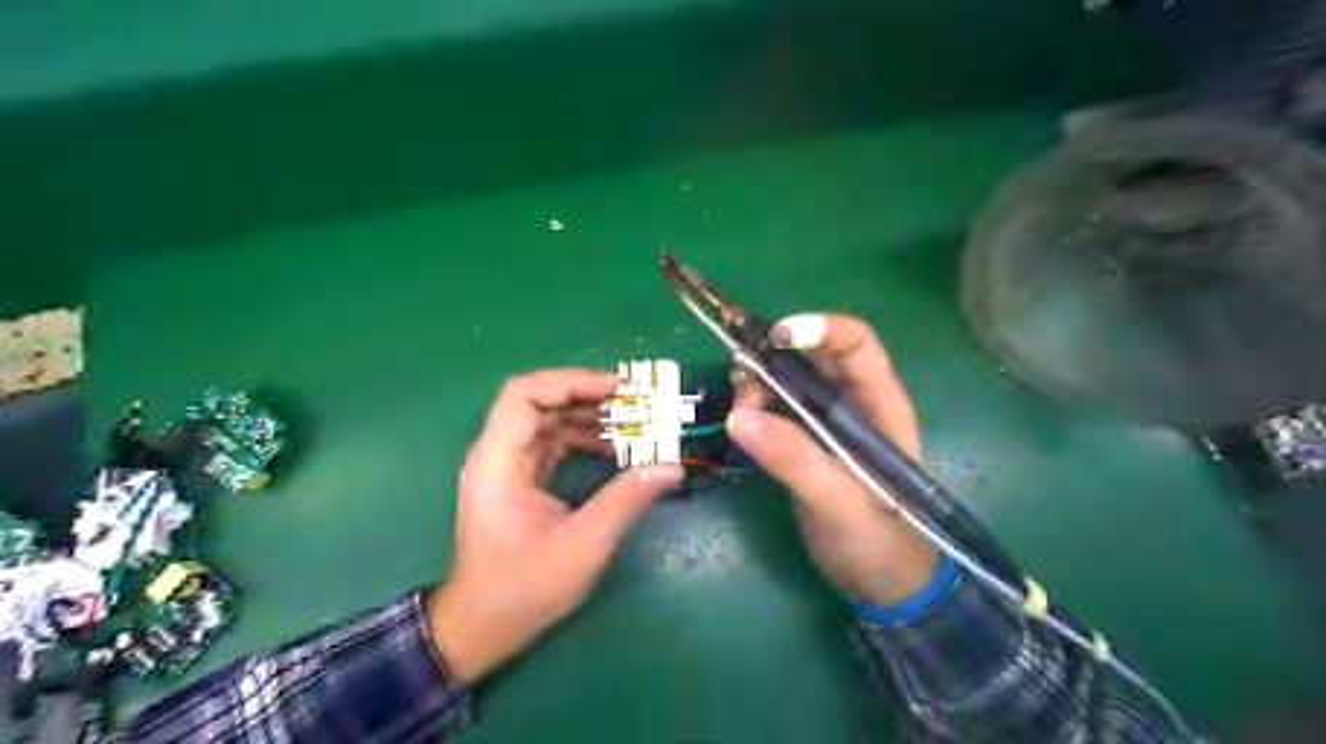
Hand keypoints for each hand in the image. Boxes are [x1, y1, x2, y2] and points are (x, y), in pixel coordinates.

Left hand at [426, 370, 684, 682]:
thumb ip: (625, 500)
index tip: (617, 388)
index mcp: (498, 462)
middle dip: (589, 397)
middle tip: (636, 403)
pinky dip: (582, 439)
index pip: (524, 394)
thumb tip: (671, 466)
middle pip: (539, 402)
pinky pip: (552, 444)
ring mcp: (507, 467)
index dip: (571, 382)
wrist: (481, 628)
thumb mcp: (582, 546)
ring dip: (589, 417)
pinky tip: (615, 449)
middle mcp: (497, 454)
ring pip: (548, 421)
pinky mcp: (518, 480)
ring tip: (634, 424)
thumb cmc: (523, 589)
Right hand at [723, 313, 941, 610]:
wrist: (883, 586)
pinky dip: (754, 409)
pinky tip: (741, 425)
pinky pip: (775, 409)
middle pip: (812, 357)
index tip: (774, 338)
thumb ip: (795, 459)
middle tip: (741, 381)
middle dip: (773, 358)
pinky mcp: (805, 444)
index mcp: (879, 404)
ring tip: (740, 412)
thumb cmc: (879, 543)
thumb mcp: (840, 502)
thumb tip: (739, 417)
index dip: (818, 329)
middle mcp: (853, 404)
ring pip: (788, 381)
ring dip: (758, 384)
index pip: (854, 343)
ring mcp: (826, 423)